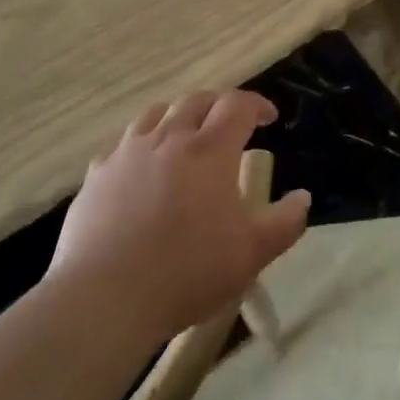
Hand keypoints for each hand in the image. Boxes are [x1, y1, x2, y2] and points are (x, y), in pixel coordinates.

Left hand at [50, 91, 310, 342]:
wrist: (104, 298)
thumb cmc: (188, 272)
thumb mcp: (252, 254)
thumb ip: (285, 222)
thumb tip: (302, 197)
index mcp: (210, 150)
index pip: (237, 105)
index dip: (257, 105)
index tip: (269, 119)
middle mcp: (168, 139)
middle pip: (196, 101)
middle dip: (218, 105)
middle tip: (230, 125)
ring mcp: (127, 154)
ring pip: (156, 114)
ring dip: (178, 117)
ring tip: (186, 137)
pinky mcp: (96, 175)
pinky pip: (123, 145)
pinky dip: (142, 145)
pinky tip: (143, 170)